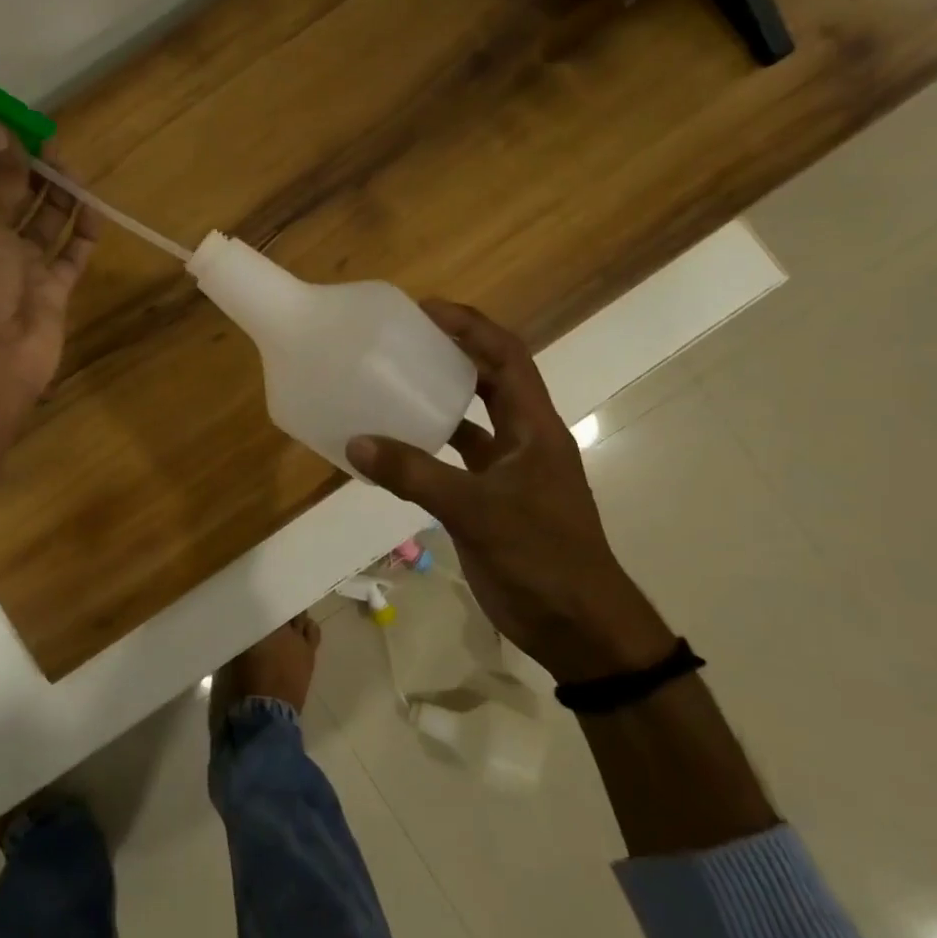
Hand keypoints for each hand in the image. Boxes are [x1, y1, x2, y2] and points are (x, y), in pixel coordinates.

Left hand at [0, 121, 100, 428]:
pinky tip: (94, 211)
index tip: (16, 129)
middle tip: (54, 147)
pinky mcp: (49, 292)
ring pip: (41, 224)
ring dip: (57, 197)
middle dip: (29, 172)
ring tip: (74, 172)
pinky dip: (82, 234)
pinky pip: (68, 256)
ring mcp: (16, 270)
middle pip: (8, 198)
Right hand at [346, 302, 672, 682]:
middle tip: (402, 340)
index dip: (470, 327)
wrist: (580, 628)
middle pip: (489, 380)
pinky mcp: (491, 501)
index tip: (425, 309)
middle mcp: (523, 440)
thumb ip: (415, 475)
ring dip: (436, 400)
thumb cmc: (543, 557)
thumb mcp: (477, 511)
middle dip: (452, 354)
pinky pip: (453, 461)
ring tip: (390, 384)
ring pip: (469, 421)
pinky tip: (390, 450)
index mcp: (534, 428)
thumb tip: (356, 443)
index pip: (506, 357)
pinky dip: (424, 449)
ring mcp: (508, 472)